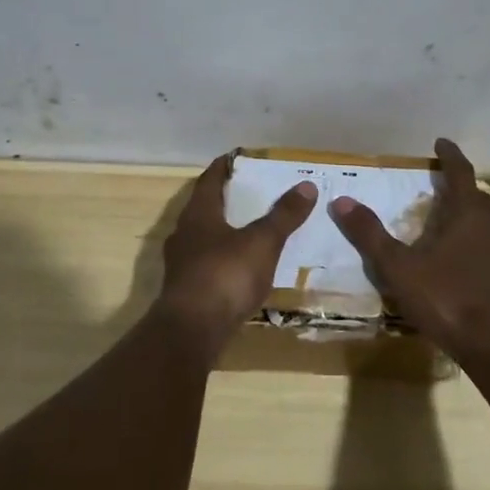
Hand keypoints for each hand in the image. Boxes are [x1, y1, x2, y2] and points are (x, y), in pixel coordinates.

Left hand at [158, 153, 317, 359]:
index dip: (224, 167)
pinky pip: (206, 264)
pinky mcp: (186, 291)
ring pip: (203, 237)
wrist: (191, 332)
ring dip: (223, 231)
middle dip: (226, 199)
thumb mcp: (262, 242)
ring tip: (250, 229)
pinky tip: (240, 268)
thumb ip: (284, 215)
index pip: (209, 179)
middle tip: (251, 193)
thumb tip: (307, 185)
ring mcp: (181, 264)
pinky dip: (223, 259)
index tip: (238, 158)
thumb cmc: (226, 275)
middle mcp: (184, 233)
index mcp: (198, 213)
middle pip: (204, 207)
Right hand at [328, 138, 489, 363]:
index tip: (441, 143)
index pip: (461, 172)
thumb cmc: (447, 300)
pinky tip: (469, 263)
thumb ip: (370, 234)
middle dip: (460, 187)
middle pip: (478, 196)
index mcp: (468, 214)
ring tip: (452, 225)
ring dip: (473, 217)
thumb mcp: (399, 268)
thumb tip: (341, 200)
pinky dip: (482, 245)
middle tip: (440, 187)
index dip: (450, 155)